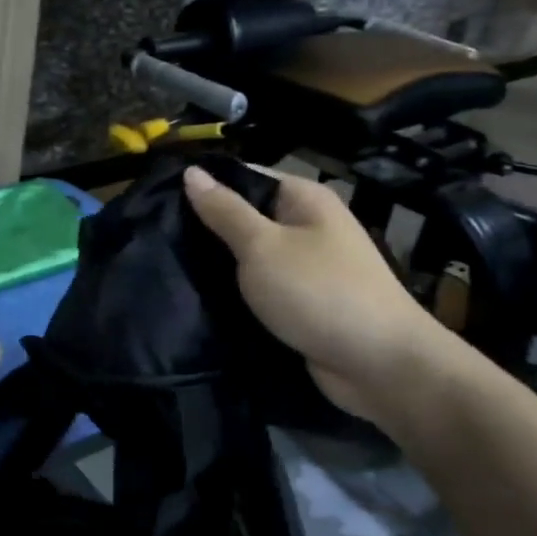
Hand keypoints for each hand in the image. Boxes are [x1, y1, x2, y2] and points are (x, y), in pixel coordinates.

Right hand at [183, 165, 446, 423]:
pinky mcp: (302, 302)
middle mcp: (308, 226)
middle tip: (157, 237)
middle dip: (206, 229)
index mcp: (303, 199)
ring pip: (251, 257)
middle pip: (246, 217)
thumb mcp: (262, 246)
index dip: (205, 186)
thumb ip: (225, 211)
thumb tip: (192, 171)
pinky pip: (261, 288)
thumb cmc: (318, 292)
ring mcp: (307, 266)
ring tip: (167, 266)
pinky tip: (199, 298)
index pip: (244, 177)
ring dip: (219, 265)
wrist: (379, 364)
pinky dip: (237, 293)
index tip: (159, 200)